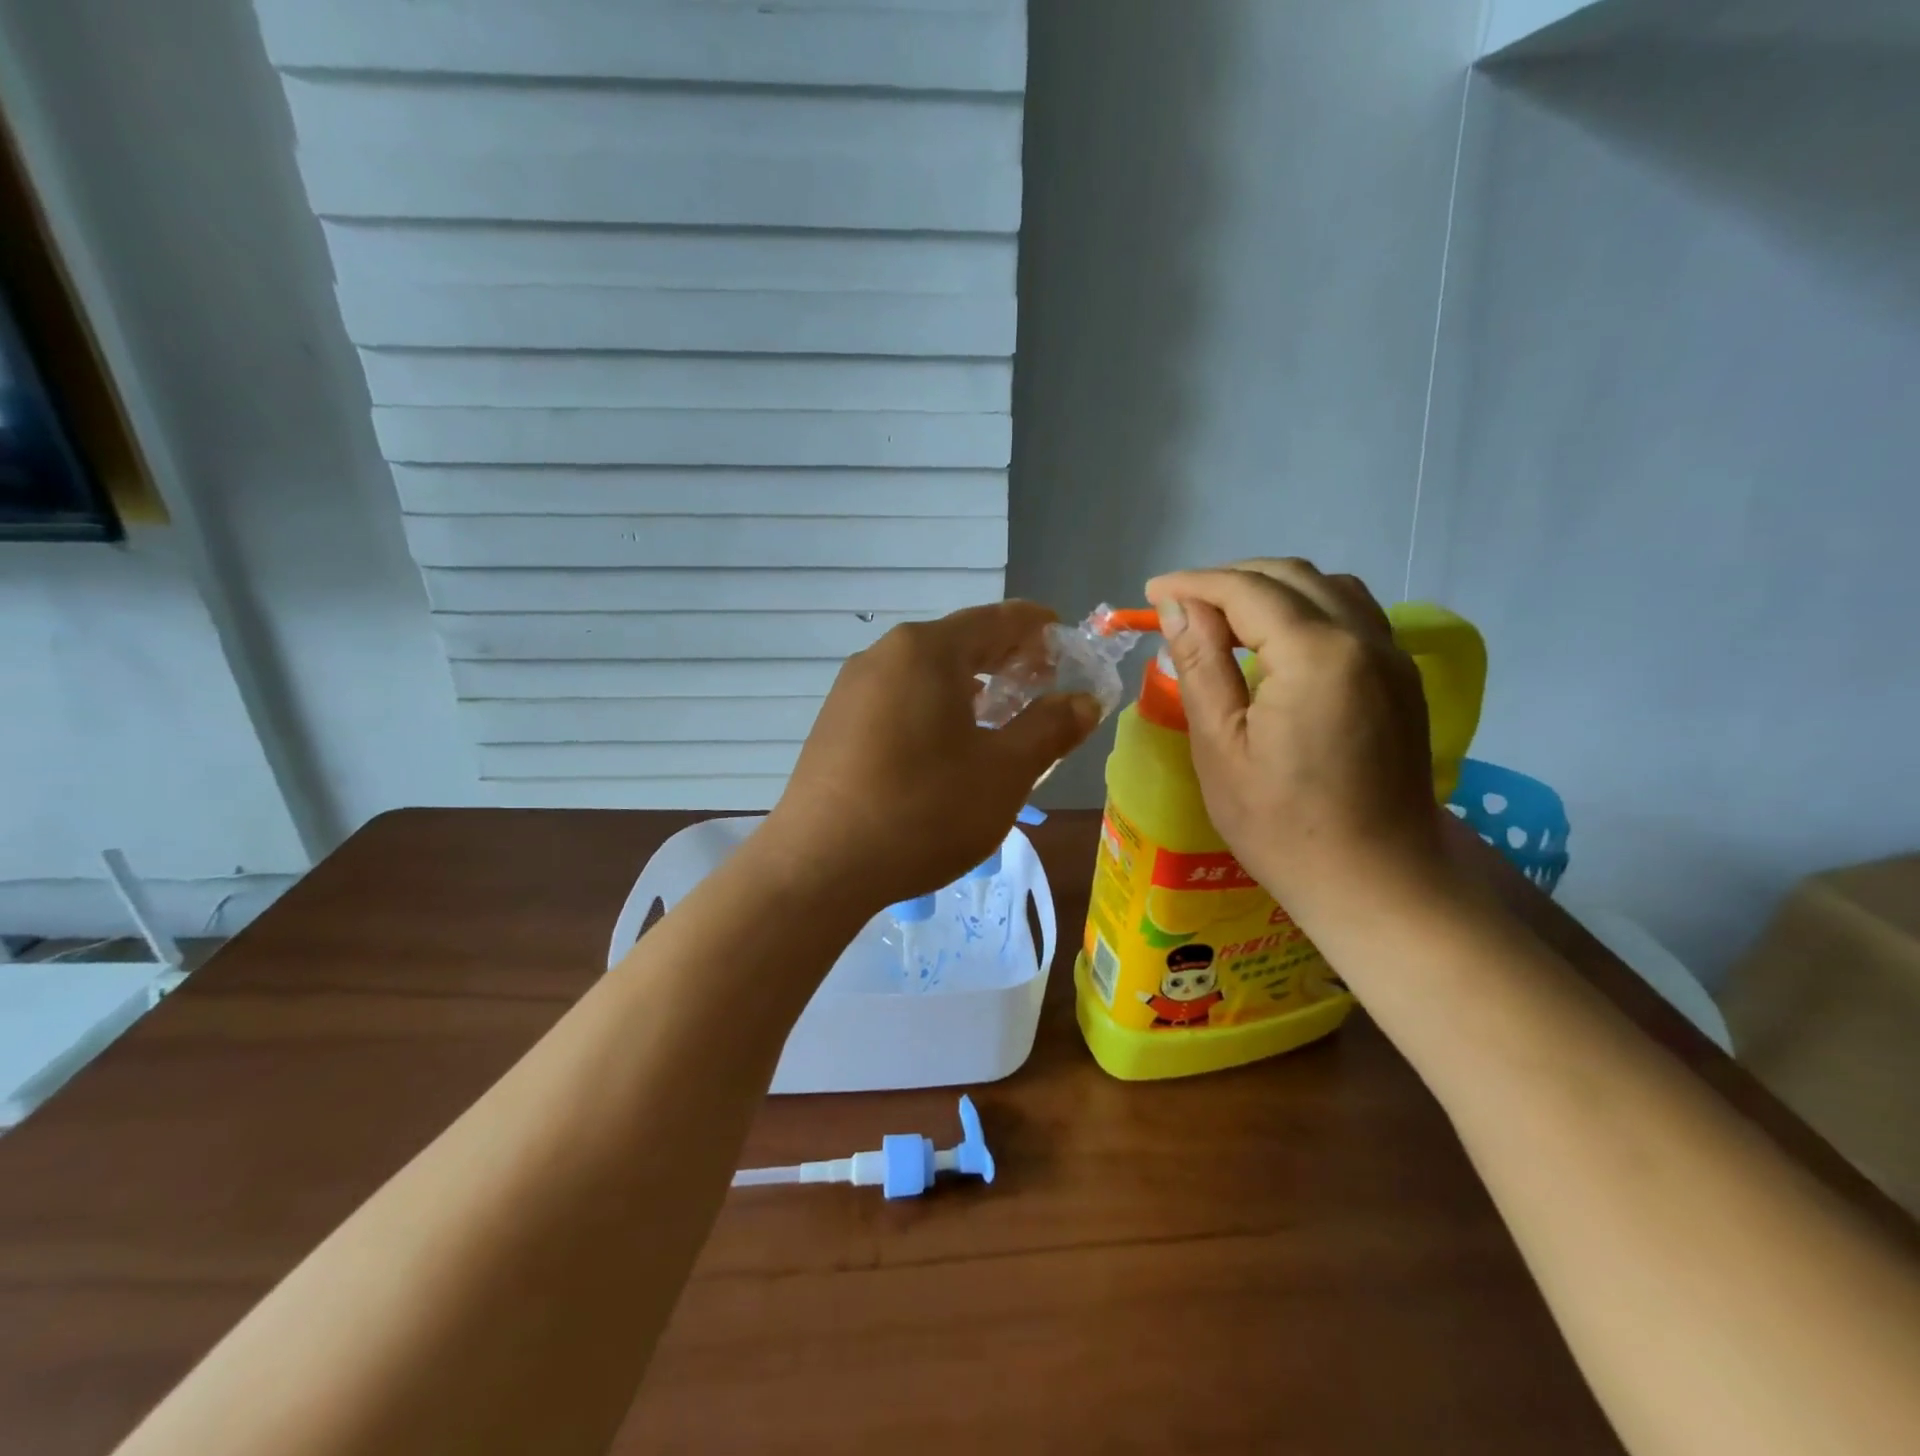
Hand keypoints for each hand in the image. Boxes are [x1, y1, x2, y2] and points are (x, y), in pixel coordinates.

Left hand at [761, 602, 1101, 910]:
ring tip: (1000, 719)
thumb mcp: (1004, 773)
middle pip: (960, 642)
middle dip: (1007, 660)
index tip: (1070, 648)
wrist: (818, 867)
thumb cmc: (923, 811)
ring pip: (927, 673)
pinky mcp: (835, 723)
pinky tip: (946, 747)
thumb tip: (1083, 700)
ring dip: (971, 687)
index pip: (999, 619)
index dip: (1041, 629)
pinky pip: (899, 698)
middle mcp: (884, 655)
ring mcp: (852, 688)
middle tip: (1042, 689)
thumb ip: (1050, 728)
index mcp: (927, 650)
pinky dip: (934, 708)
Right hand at [1144, 559, 1445, 920]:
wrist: (1378, 880)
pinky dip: (1306, 608)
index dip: (1193, 583)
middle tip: (1181, 605)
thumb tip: (1177, 607)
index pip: (1246, 589)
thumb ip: (1200, 665)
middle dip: (1230, 579)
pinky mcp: (1401, 678)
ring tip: (1225, 617)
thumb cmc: (1282, 826)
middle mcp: (1363, 638)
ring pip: (1327, 588)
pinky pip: (1352, 615)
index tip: (1151, 592)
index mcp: (1316, 654)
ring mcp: (1392, 657)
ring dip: (1271, 588)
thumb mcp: (1220, 746)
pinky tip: (1277, 641)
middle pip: (1291, 576)